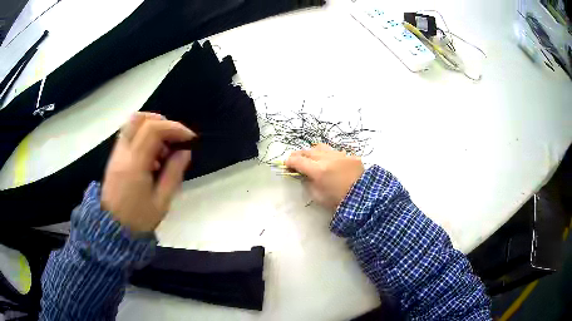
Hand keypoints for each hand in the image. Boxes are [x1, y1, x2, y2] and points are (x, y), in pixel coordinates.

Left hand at [101, 112, 194, 232]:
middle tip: (174, 137)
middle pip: (138, 118)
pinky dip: (143, 137)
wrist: (113, 231)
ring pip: (131, 125)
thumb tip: (184, 152)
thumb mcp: (161, 202)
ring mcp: (116, 155)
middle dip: (161, 121)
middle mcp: (122, 153)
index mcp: (134, 164)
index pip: (153, 130)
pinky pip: (128, 136)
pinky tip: (152, 157)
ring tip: (163, 150)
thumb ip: (173, 174)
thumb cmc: (138, 220)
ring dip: (151, 128)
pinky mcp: (114, 159)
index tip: (189, 138)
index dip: (174, 128)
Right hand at [285, 144, 364, 211]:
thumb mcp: (318, 196)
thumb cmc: (338, 201)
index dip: (290, 162)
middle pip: (307, 151)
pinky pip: (335, 151)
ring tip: (311, 157)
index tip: (287, 164)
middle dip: (299, 155)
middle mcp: (327, 158)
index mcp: (318, 170)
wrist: (363, 198)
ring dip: (312, 152)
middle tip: (295, 160)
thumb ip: (308, 183)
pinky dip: (328, 155)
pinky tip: (330, 162)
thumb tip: (304, 175)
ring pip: (320, 147)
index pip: (298, 161)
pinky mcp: (349, 155)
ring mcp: (339, 154)